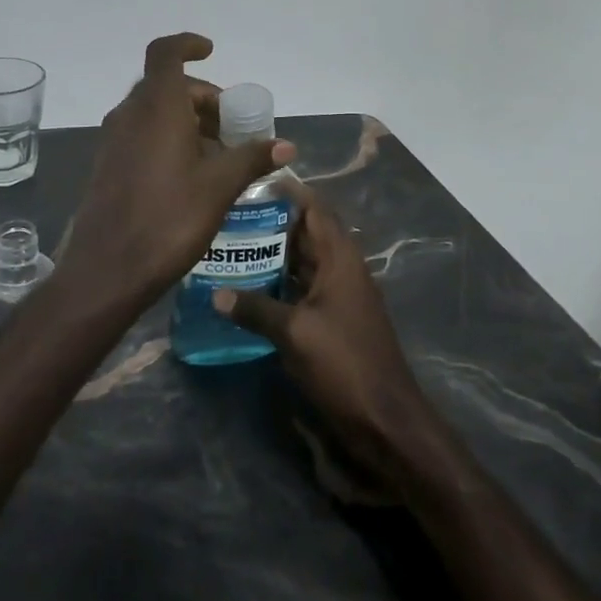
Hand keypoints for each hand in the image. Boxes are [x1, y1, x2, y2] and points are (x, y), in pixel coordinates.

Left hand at [66, 34, 295, 299]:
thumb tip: (287, 145)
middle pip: (165, 85)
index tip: (211, 52)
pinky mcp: (107, 165)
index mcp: (157, 107)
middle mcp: (130, 114)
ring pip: (153, 111)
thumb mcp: (219, 187)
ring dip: (185, 119)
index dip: (188, 44)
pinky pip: (141, 134)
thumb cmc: (168, 218)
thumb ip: (252, 158)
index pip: (166, 53)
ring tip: (216, 152)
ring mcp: (114, 140)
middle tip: (230, 124)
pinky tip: (189, 174)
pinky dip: (166, 137)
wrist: (108, 269)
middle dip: (200, 96)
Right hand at [215, 197, 439, 484]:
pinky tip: (248, 288)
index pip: (315, 210)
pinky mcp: (333, 320)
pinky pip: (302, 289)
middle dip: (272, 222)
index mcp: (340, 259)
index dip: (288, 192)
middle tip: (230, 214)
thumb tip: (215, 294)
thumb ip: (255, 309)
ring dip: (273, 254)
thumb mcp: (294, 333)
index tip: (253, 180)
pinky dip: (279, 283)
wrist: (385, 419)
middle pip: (306, 233)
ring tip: (231, 244)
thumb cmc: (343, 363)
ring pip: (302, 262)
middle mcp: (341, 269)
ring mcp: (339, 296)